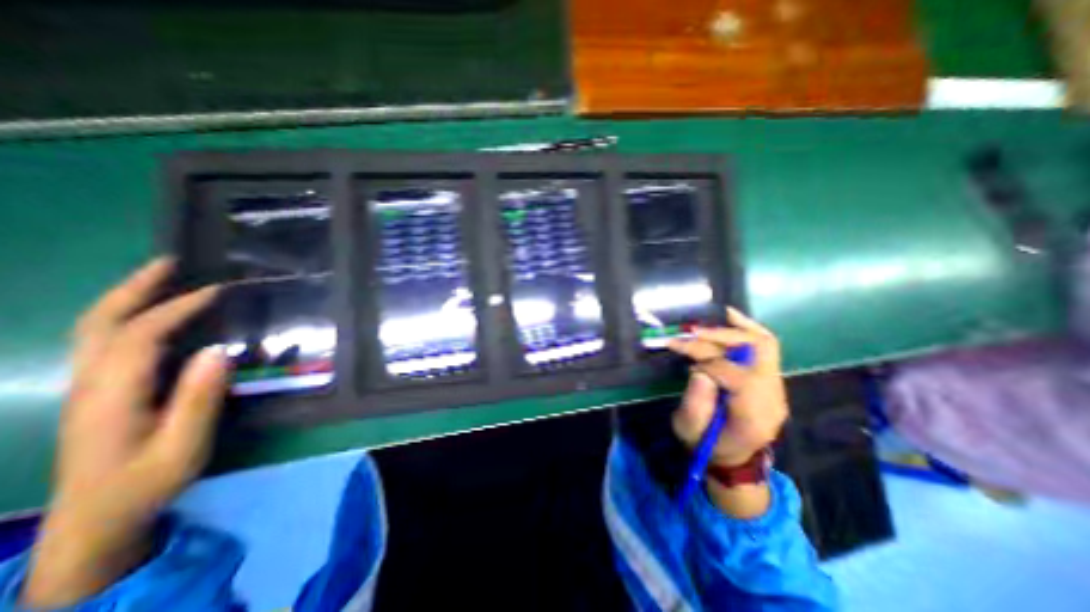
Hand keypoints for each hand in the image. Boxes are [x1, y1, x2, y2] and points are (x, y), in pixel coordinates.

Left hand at [23, 259, 226, 605]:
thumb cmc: (147, 481)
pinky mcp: (97, 392)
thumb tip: (221, 351)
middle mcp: (90, 383)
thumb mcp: (183, 446)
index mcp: (112, 395)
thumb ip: (200, 399)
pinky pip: (105, 342)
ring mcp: (88, 387)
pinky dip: (126, 317)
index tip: (216, 291)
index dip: (176, 308)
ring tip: (161, 278)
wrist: (95, 518)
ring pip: (94, 330)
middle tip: (170, 262)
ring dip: (126, 298)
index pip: (140, 336)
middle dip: (133, 288)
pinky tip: (153, 315)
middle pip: (100, 323)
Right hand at [669, 308, 789, 466]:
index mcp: (753, 416)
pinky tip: (731, 316)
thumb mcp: (689, 429)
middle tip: (691, 333)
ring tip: (709, 321)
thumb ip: (695, 401)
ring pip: (764, 345)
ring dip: (734, 329)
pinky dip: (747, 329)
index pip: (737, 376)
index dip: (707, 361)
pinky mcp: (770, 379)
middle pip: (756, 353)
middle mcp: (773, 398)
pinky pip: (765, 347)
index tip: (682, 354)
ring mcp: (776, 387)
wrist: (732, 458)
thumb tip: (700, 368)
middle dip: (720, 337)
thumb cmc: (706, 445)